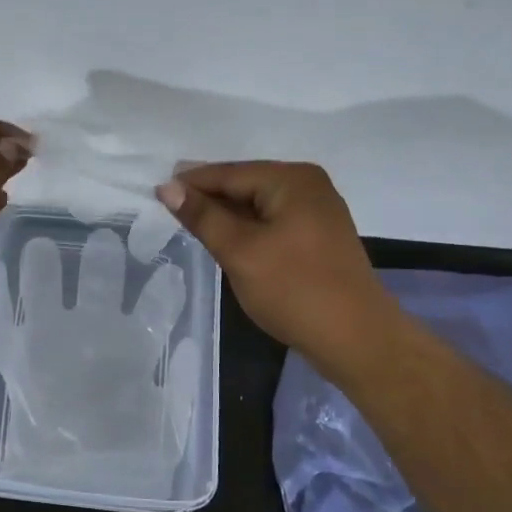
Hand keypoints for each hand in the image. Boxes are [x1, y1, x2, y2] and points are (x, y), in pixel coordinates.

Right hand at [156, 161, 392, 370]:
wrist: (355, 339)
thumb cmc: (294, 290)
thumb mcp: (240, 251)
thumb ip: (203, 217)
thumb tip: (168, 186)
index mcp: (292, 180)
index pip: (229, 173)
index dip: (191, 182)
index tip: (155, 193)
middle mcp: (308, 185)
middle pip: (245, 184)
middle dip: (209, 198)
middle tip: (168, 211)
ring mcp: (317, 210)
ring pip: (258, 205)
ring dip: (227, 215)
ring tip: (192, 227)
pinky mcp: (318, 236)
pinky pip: (272, 221)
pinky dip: (247, 229)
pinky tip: (227, 241)